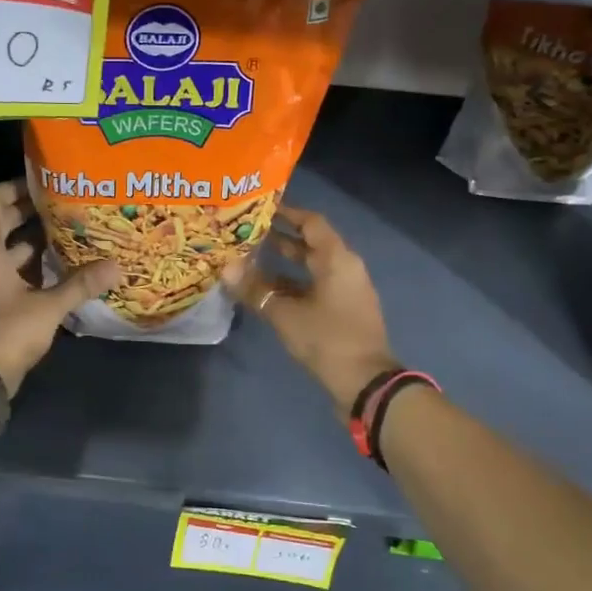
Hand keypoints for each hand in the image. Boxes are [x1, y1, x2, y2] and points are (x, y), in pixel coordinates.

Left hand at [0, 179, 119, 393]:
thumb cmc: (7, 331)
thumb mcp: (49, 306)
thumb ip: (81, 283)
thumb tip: (116, 266)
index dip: (13, 188)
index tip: (42, 185)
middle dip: (27, 215)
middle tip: (61, 209)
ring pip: (0, 252)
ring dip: (27, 244)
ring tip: (63, 239)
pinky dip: (22, 269)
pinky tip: (52, 274)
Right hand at [225, 206, 397, 413]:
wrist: (365, 383)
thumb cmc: (327, 339)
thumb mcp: (285, 314)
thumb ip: (255, 290)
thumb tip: (225, 268)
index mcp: (337, 259)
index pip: (312, 222)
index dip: (287, 213)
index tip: (260, 208)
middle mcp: (345, 268)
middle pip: (310, 245)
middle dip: (279, 239)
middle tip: (246, 233)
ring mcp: (345, 291)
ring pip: (311, 268)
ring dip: (283, 264)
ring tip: (249, 259)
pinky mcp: (342, 311)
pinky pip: (314, 287)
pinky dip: (292, 285)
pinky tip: (265, 291)